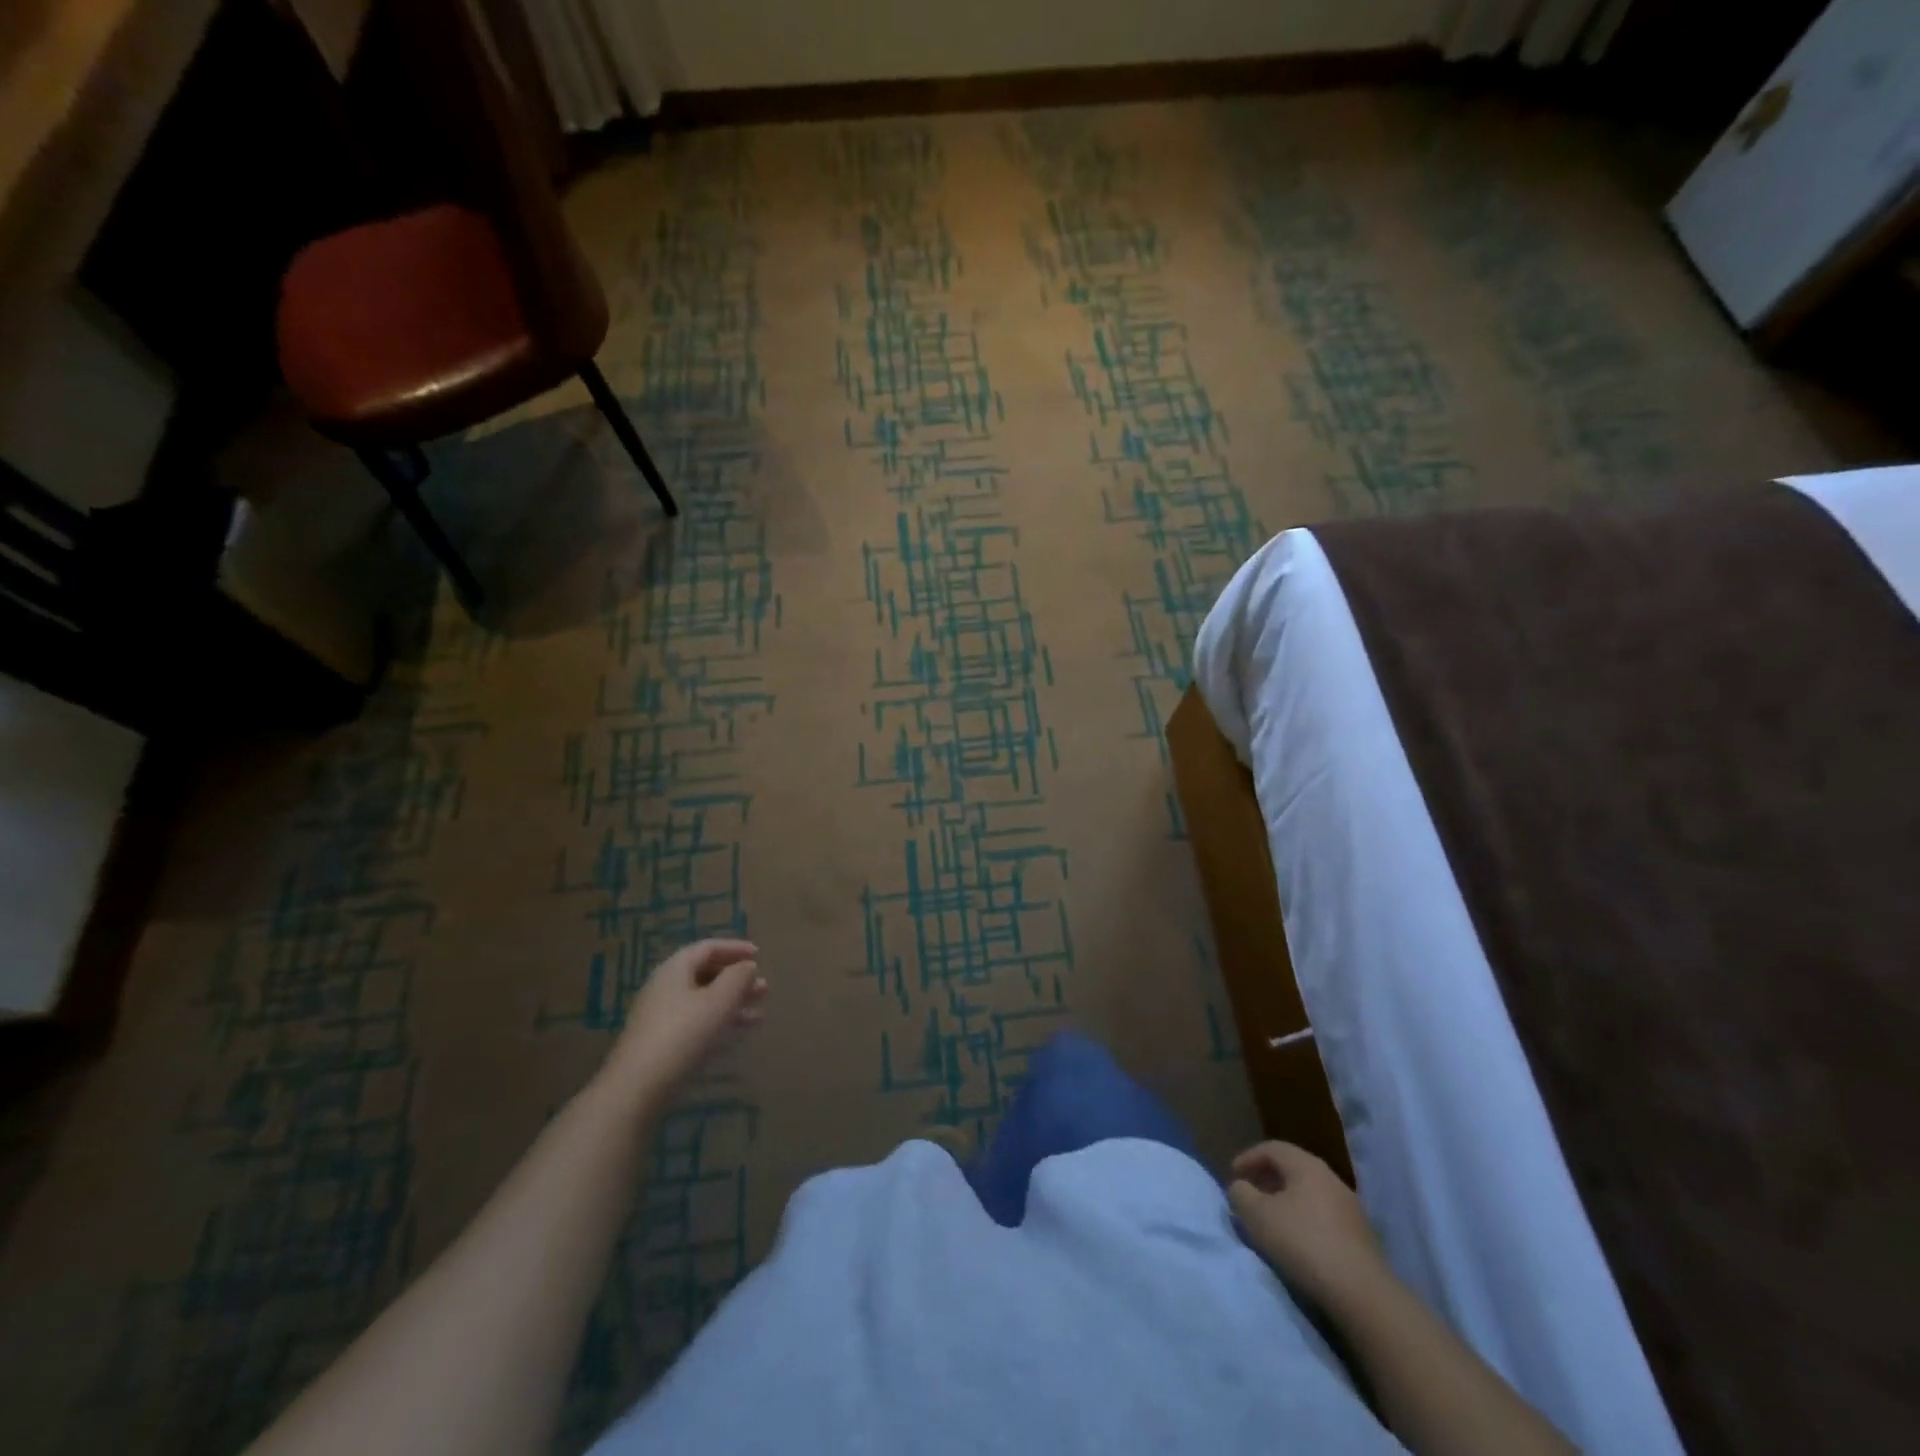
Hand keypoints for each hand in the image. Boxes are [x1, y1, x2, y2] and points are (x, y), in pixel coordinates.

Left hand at [603, 940, 768, 1097]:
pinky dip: (719, 1021)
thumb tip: (747, 966)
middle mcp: (665, 987)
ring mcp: (660, 1015)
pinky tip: (736, 1033)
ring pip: (703, 1000)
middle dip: (737, 980)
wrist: (637, 1088)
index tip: (759, 955)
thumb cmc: (683, 1034)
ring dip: (732, 1003)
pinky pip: (696, 1020)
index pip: (708, 948)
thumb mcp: (719, 1001)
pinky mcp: (661, 1041)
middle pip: (706, 973)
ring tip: (758, 1014)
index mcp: (675, 969)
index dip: (735, 948)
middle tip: (764, 989)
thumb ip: (738, 977)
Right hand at [1228, 1141, 1386, 1308]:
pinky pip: (1324, 1218)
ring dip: (1286, 1202)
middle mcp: (1331, 1179)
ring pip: (1309, 1194)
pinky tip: (1298, 1243)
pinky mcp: (1361, 1238)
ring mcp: (1351, 1209)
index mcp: (1307, 1166)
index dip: (1248, 1158)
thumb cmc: (1303, 1243)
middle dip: (1267, 1180)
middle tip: (1250, 1196)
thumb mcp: (1258, 1216)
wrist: (1362, 1294)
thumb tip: (1240, 1187)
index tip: (1233, 1177)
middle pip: (1293, 1169)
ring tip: (1271, 1222)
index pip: (1272, 1148)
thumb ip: (1241, 1194)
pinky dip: (1305, 1221)